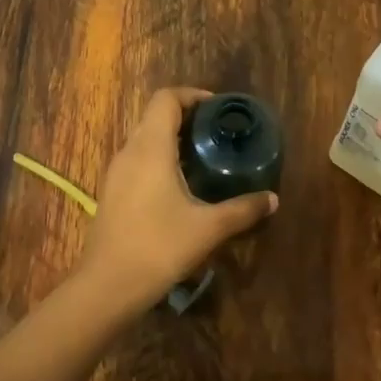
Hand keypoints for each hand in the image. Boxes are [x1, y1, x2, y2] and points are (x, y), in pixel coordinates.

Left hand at [75, 87, 278, 312]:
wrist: (108, 285)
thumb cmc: (159, 246)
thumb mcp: (208, 228)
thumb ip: (243, 210)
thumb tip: (272, 199)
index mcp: (150, 147)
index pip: (166, 99)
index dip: (192, 96)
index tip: (218, 110)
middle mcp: (129, 152)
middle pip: (154, 116)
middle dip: (186, 118)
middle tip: (217, 134)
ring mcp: (116, 173)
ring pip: (144, 140)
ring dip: (171, 140)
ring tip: (203, 159)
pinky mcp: (111, 193)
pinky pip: (137, 162)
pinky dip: (158, 161)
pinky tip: (179, 187)